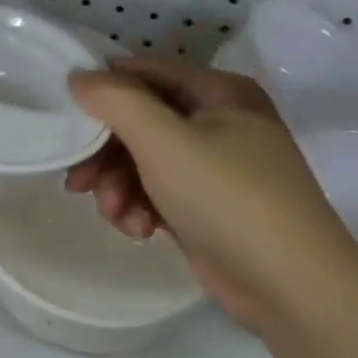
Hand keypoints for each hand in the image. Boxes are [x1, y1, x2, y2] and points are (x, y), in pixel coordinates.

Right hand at [66, 57, 357, 333]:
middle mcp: (219, 122)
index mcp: (219, 92)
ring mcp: (215, 166)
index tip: (67, 115)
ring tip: (118, 216)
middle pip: (141, 122)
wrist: (291, 285)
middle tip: (79, 182)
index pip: (146, 72)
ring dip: (120, 187)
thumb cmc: (227, 198)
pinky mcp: (207, 206)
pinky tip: (140, 231)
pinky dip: (142, 208)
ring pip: (144, 161)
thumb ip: (116, 101)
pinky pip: (158, 192)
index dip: (105, 88)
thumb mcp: (164, 141)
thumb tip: (79, 77)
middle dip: (107, 154)